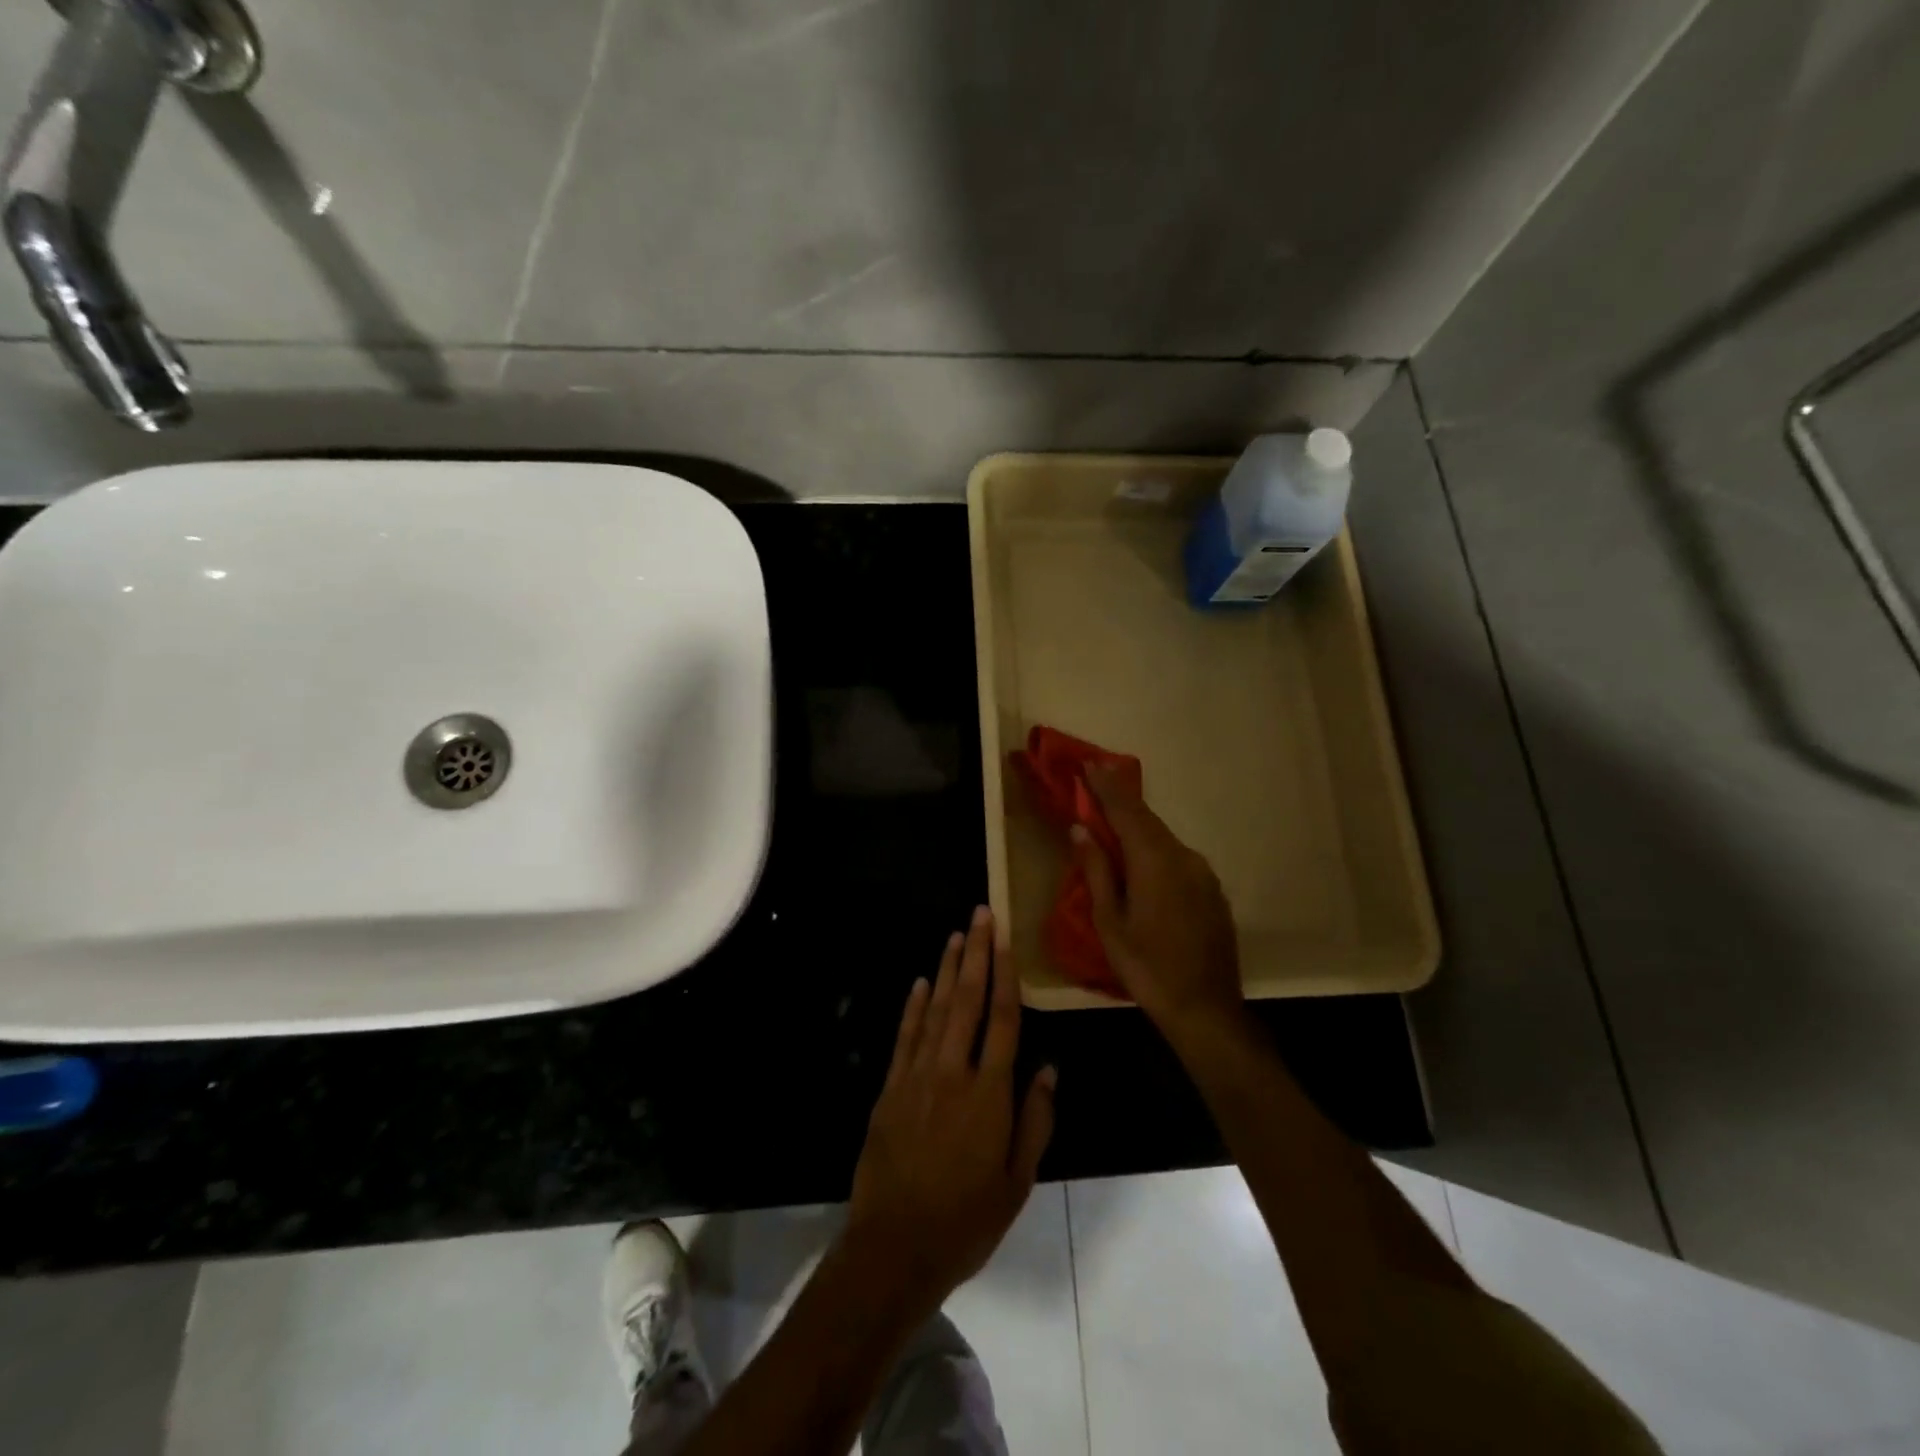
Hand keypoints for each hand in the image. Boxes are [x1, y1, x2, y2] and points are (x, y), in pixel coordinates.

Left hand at [846, 907, 1056, 1317]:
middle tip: (980, 914)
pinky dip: (913, 1006)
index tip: (1006, 939)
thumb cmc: (966, 1219)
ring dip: (947, 969)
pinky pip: (905, 1037)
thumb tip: (1048, 1069)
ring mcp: (917, 1077)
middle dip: (975, 954)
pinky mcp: (890, 1088)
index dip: (1006, 975)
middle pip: (968, 1001)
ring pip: (935, 1010)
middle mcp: (953, 1072)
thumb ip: (1034, 1121)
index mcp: (990, 1093)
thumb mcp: (1017, 1182)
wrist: (894, 1247)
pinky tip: (921, 982)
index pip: (1004, 1020)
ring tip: (955, 935)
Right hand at [1073, 763, 1242, 1035]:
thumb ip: (1097, 872)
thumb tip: (1082, 831)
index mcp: (1155, 862)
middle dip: (1121, 798)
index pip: (1127, 812)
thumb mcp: (1110, 923)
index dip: (1106, 786)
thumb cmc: (1147, 968)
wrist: (1206, 1009)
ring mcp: (1204, 874)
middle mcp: (1184, 858)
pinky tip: (1143, 857)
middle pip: (1148, 820)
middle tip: (1098, 778)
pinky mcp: (1212, 891)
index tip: (1089, 763)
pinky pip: (1178, 857)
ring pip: (1165, 838)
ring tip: (1115, 816)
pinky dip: (1156, 847)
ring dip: (1139, 824)